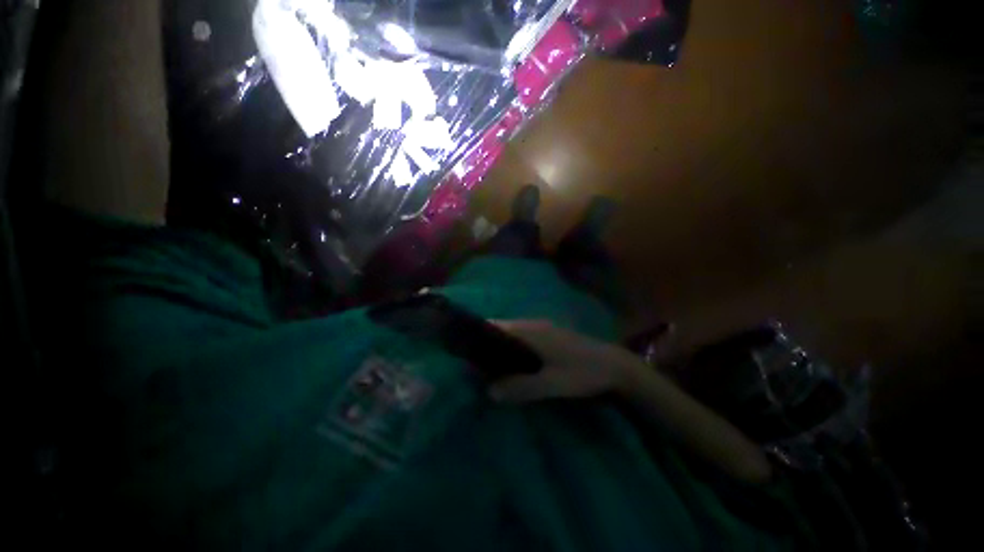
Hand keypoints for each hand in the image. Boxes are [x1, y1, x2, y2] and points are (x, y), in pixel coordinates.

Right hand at [488, 321, 642, 402]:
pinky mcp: (548, 336)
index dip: (478, 335)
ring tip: (489, 369)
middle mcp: (533, 325)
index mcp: (530, 331)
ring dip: (500, 348)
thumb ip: (521, 387)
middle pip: (501, 329)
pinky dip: (512, 349)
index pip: (496, 325)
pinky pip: (522, 339)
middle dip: (486, 345)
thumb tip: (489, 392)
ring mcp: (542, 329)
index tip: (464, 352)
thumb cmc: (582, 372)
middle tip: (475, 368)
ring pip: (512, 334)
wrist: (614, 365)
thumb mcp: (552, 383)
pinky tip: (512, 366)